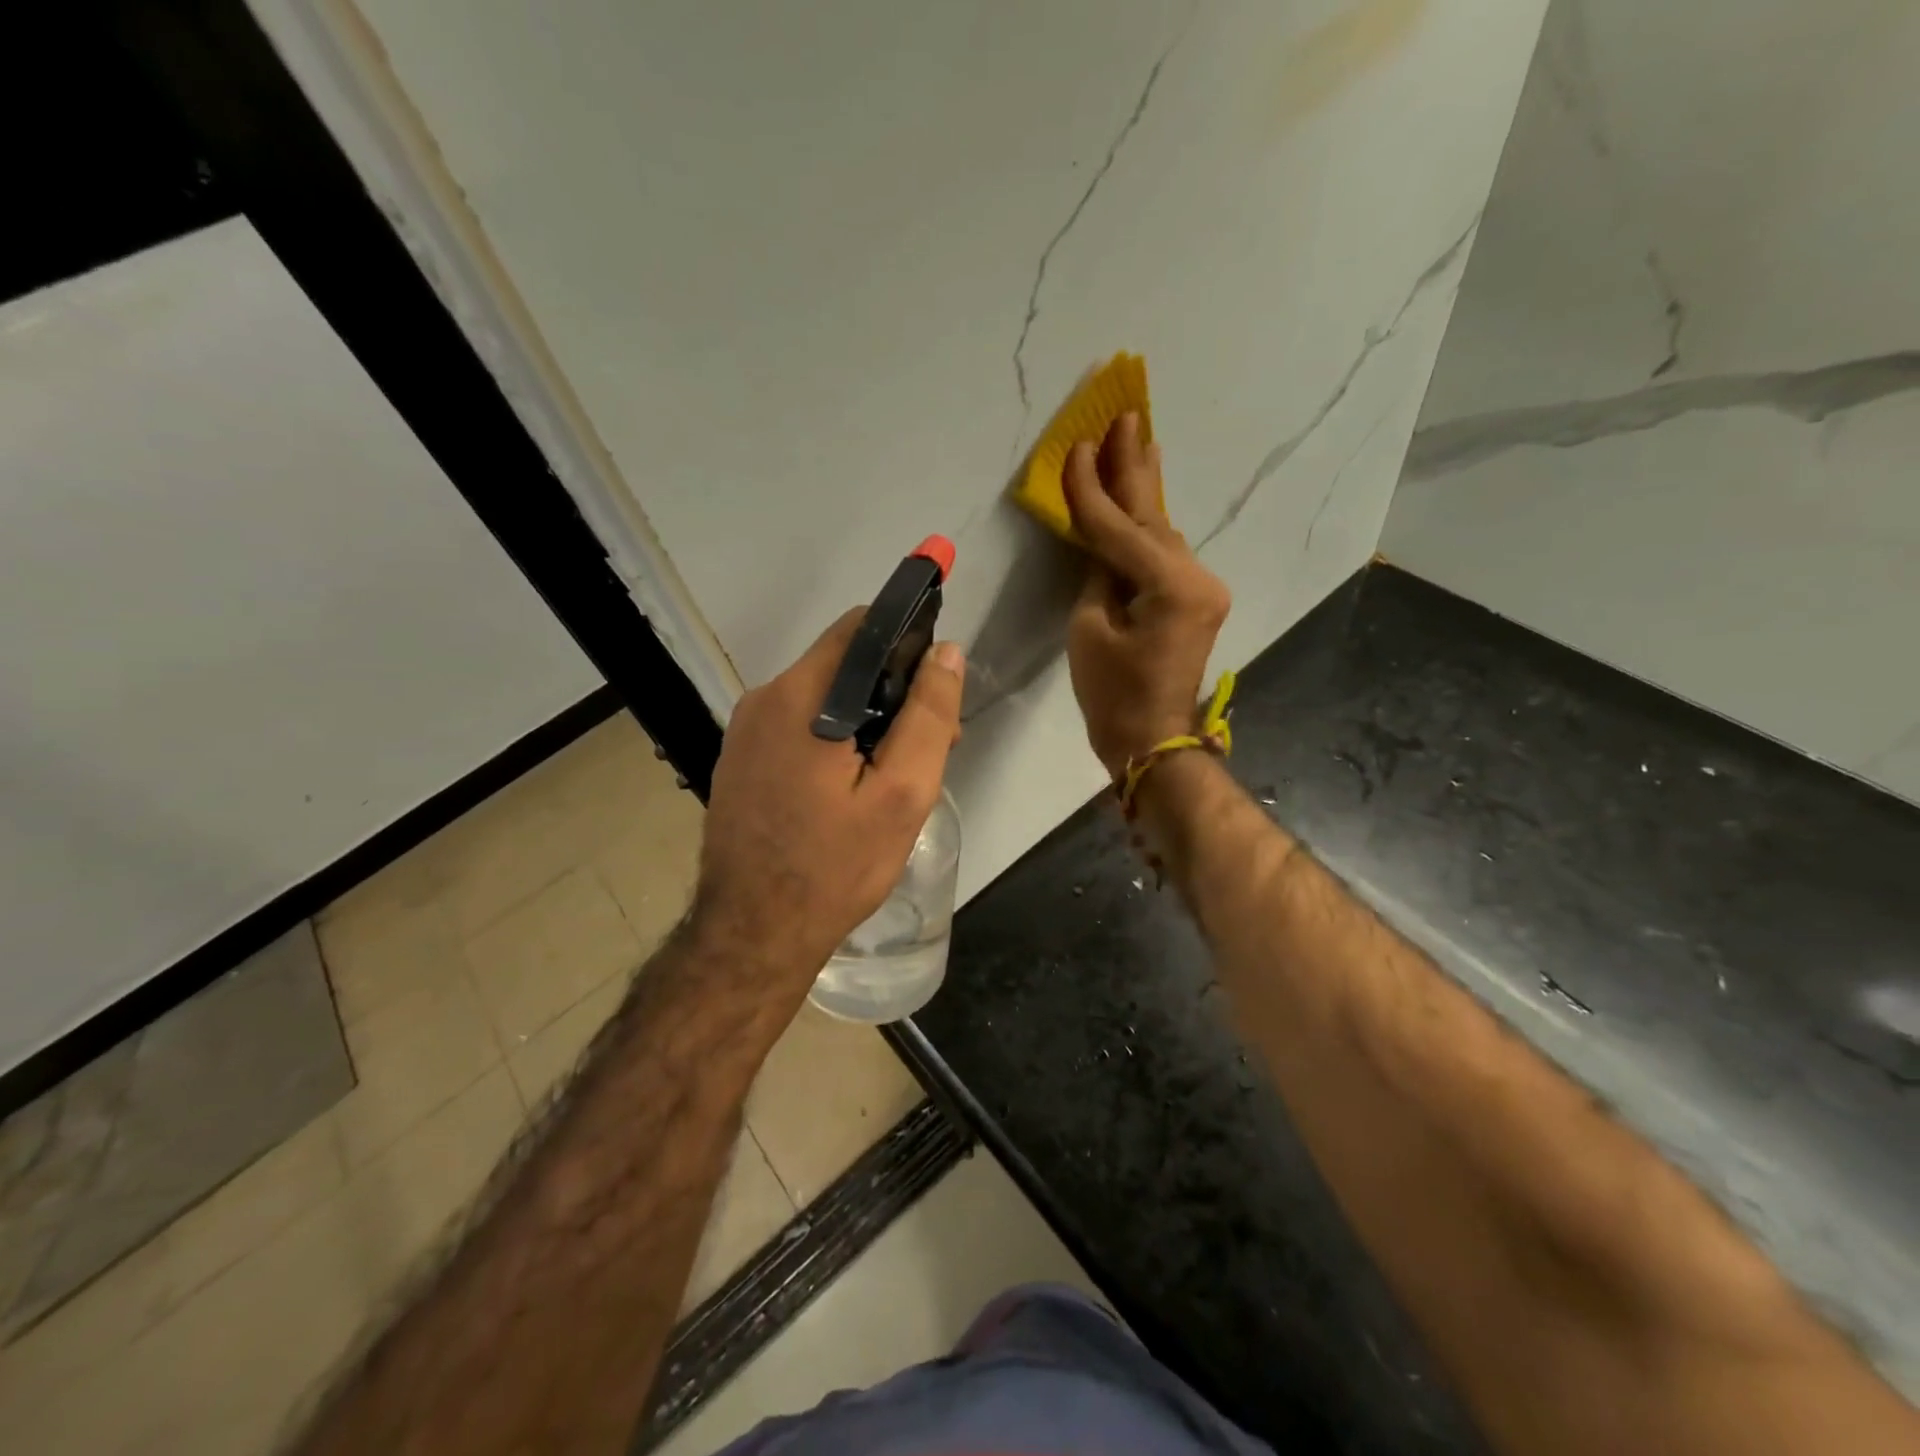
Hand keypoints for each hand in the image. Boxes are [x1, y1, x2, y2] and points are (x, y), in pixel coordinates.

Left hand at [693, 611, 964, 986]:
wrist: (752, 934)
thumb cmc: (834, 866)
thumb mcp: (901, 794)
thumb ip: (927, 716)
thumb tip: (945, 652)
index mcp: (801, 697)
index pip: (861, 628)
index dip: (908, 641)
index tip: (937, 684)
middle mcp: (764, 700)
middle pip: (843, 665)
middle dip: (893, 692)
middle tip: (931, 748)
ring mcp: (745, 732)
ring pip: (822, 698)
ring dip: (866, 721)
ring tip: (895, 777)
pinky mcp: (740, 761)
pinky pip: (798, 728)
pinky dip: (833, 741)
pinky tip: (852, 789)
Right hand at [1064, 412, 1231, 778]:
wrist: (1152, 741)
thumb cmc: (1113, 695)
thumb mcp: (1088, 630)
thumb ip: (1097, 573)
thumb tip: (1102, 542)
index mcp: (1170, 586)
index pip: (1119, 527)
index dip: (1091, 488)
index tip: (1076, 445)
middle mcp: (1196, 577)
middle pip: (1154, 514)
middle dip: (1134, 465)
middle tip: (1125, 414)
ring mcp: (1202, 587)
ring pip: (1162, 531)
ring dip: (1143, 490)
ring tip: (1133, 442)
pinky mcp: (1196, 600)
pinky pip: (1166, 553)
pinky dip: (1147, 526)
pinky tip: (1142, 498)